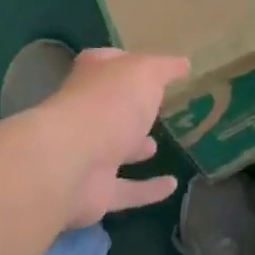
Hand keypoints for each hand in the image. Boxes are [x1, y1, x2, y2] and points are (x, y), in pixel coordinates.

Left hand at [39, 48, 190, 226]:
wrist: (72, 162)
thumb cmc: (108, 105)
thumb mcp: (143, 73)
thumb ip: (163, 68)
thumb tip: (182, 63)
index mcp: (92, 79)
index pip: (106, 63)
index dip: (125, 62)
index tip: (150, 67)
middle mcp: (85, 115)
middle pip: (108, 109)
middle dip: (127, 110)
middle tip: (154, 110)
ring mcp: (87, 155)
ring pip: (113, 150)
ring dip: (133, 149)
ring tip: (156, 145)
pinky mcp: (96, 192)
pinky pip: (127, 190)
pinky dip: (148, 190)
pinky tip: (172, 185)